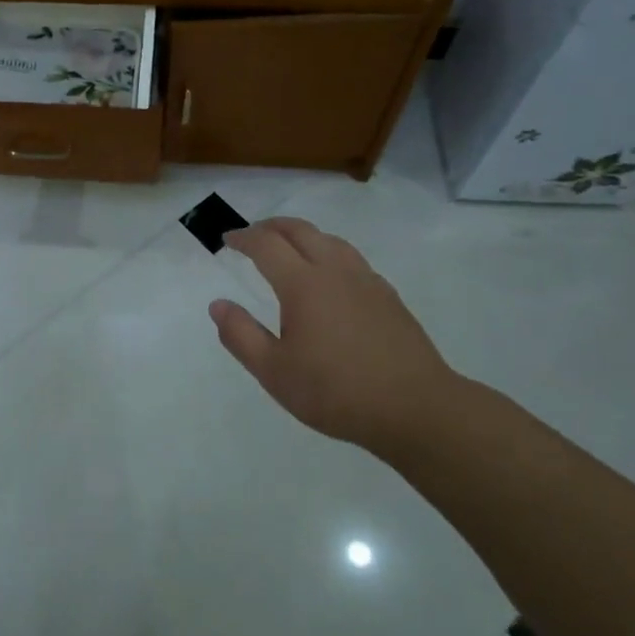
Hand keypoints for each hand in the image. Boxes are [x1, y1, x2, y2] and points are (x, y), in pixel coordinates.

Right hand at [209, 218, 463, 455]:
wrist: (416, 408)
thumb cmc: (336, 391)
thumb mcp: (274, 372)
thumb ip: (240, 335)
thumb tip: (218, 304)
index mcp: (303, 285)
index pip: (267, 245)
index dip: (244, 237)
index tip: (227, 239)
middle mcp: (335, 271)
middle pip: (300, 230)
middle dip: (271, 226)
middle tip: (252, 234)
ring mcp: (367, 281)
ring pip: (330, 240)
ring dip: (302, 235)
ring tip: (288, 248)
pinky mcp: (388, 296)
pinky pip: (352, 258)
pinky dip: (328, 252)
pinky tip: (329, 276)